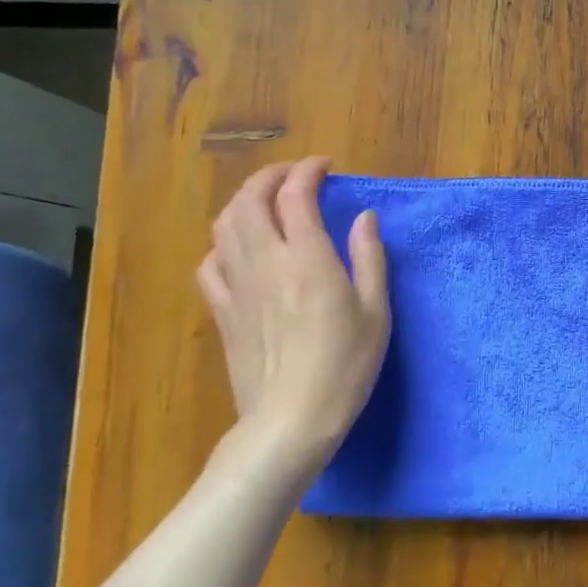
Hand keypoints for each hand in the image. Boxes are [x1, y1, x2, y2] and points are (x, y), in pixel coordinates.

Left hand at [197, 157, 390, 485]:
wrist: (291, 420)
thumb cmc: (345, 365)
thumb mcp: (376, 311)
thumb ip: (369, 257)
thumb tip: (363, 218)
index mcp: (307, 259)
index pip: (296, 195)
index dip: (308, 171)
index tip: (324, 166)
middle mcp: (266, 262)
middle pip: (249, 200)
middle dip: (269, 176)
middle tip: (293, 176)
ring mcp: (237, 286)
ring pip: (225, 225)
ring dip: (244, 202)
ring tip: (266, 202)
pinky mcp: (222, 311)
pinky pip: (211, 263)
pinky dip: (225, 243)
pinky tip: (241, 250)